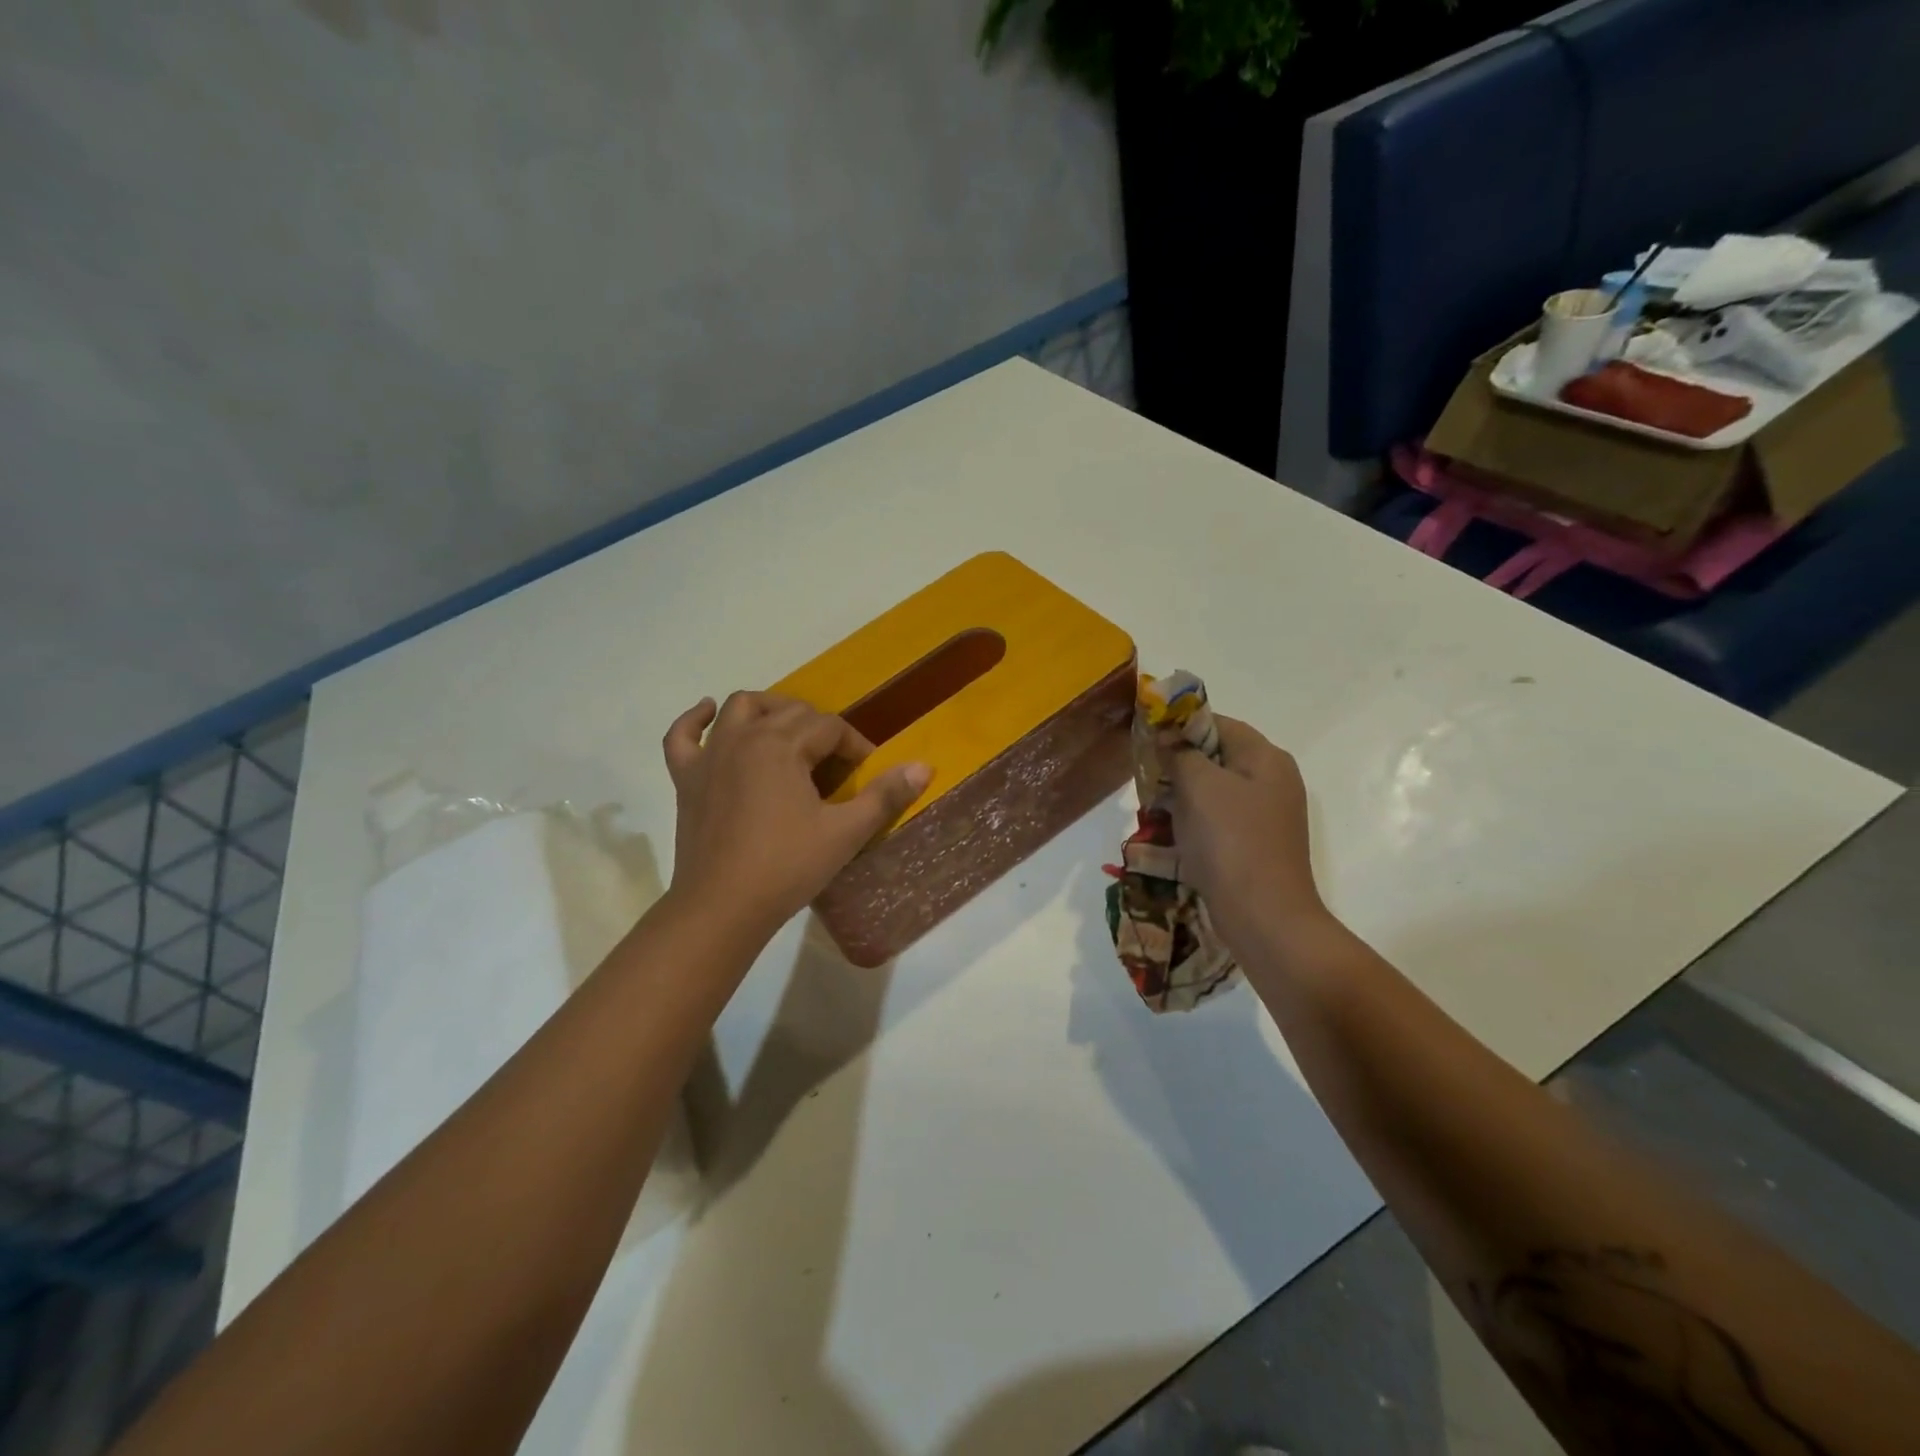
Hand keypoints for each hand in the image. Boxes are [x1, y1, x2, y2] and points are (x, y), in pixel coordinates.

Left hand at [662, 692, 930, 936]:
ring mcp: (710, 755)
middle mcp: (744, 737)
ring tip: (788, 729)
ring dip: (769, 709)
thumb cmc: (787, 867)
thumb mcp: (845, 833)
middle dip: (820, 728)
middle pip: (790, 711)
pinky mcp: (686, 778)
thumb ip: (885, 796)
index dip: (856, 745)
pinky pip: (682, 736)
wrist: (721, 908)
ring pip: (740, 708)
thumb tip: (924, 766)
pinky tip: (708, 712)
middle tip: (837, 762)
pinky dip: (695, 719)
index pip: (830, 727)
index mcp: (783, 745)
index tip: (869, 772)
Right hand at [1165, 716, 1324, 949]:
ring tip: (1152, 809)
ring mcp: (1265, 814)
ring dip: (1180, 795)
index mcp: (1265, 758)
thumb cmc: (1231, 842)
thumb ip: (1180, 753)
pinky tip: (1169, 835)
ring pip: (1212, 789)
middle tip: (1146, 778)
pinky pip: (1217, 819)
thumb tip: (1166, 736)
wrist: (1264, 917)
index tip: (1145, 739)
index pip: (1216, 723)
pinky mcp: (1254, 842)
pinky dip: (1192, 821)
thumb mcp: (1199, 787)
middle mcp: (1271, 780)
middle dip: (1176, 764)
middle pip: (1215, 756)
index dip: (1179, 726)